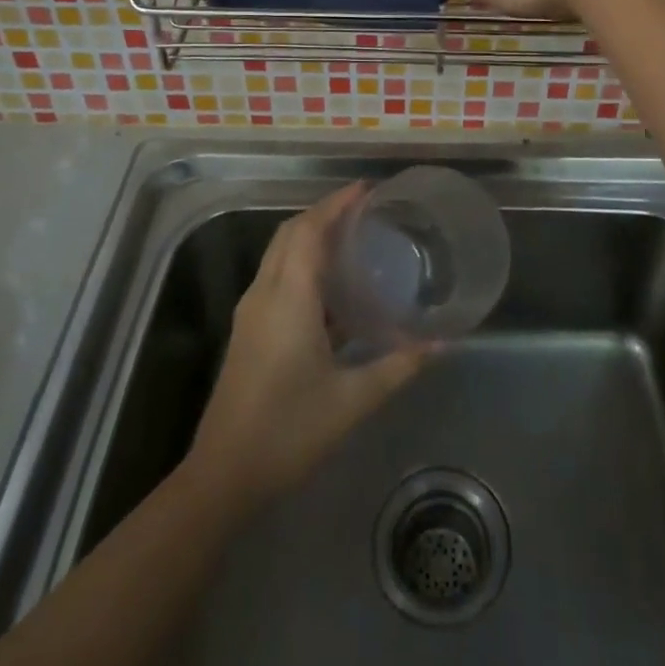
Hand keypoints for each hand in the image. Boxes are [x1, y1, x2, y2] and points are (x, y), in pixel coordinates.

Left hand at [188, 183, 429, 502]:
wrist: (223, 476)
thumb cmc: (289, 431)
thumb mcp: (352, 400)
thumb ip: (398, 366)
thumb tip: (440, 343)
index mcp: (289, 298)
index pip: (310, 230)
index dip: (336, 203)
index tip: (367, 189)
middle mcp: (265, 293)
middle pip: (290, 232)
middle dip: (325, 212)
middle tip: (365, 209)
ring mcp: (252, 311)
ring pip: (279, 252)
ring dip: (310, 234)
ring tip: (352, 237)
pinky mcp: (249, 330)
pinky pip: (276, 275)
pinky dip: (301, 261)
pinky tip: (332, 286)